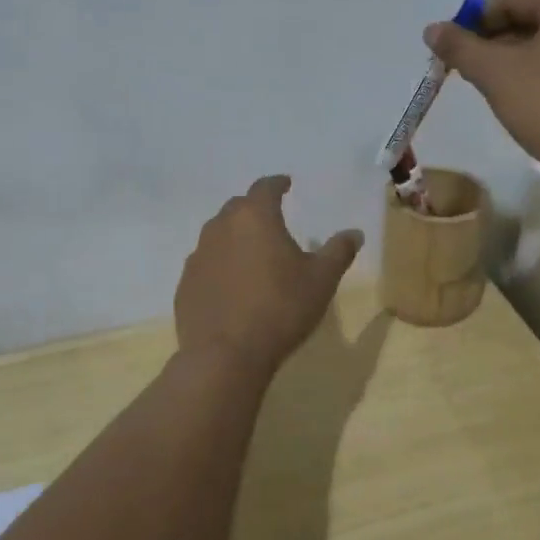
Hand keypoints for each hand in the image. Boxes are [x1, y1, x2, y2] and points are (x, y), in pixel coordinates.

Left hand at [175, 175, 363, 372]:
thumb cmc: (281, 309)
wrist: (226, 355)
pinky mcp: (185, 284)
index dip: (277, 184)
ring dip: (234, 237)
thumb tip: (354, 233)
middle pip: (238, 207)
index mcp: (255, 218)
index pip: (265, 188)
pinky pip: (205, 264)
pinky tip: (231, 284)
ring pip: (217, 234)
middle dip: (254, 208)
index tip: (286, 184)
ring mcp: (198, 256)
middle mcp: (221, 228)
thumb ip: (338, 251)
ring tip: (251, 252)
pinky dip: (220, 265)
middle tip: (270, 218)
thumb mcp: (321, 280)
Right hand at [424, 0, 539, 187]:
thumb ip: (460, 48)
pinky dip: (537, 76)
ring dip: (512, 62)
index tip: (452, 54)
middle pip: (528, 19)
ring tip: (493, 91)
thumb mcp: (496, 74)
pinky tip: (524, 103)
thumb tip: (432, 29)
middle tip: (469, 74)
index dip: (473, 23)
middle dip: (493, 44)